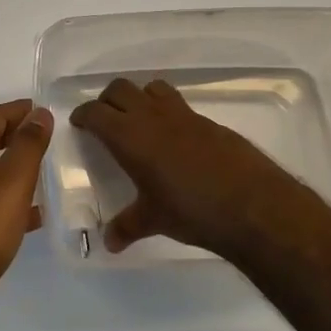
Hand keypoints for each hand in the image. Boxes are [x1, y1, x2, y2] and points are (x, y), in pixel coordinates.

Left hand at [0, 100, 52, 329]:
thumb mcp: (13, 179)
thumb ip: (28, 144)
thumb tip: (39, 113)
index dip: (19, 110)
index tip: (44, 111)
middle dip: (14, 135)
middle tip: (45, 138)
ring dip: (12, 168)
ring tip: (43, 174)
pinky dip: (7, 200)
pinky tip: (30, 217)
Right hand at [69, 78, 318, 259]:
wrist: (251, 204)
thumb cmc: (191, 210)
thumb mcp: (153, 220)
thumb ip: (127, 227)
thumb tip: (109, 243)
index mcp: (129, 137)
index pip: (96, 112)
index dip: (84, 114)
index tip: (79, 122)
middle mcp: (152, 117)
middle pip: (120, 89)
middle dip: (107, 100)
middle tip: (104, 119)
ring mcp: (182, 114)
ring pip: (151, 87)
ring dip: (139, 97)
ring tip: (138, 120)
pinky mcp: (207, 120)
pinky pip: (178, 104)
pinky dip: (167, 111)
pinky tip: (173, 138)